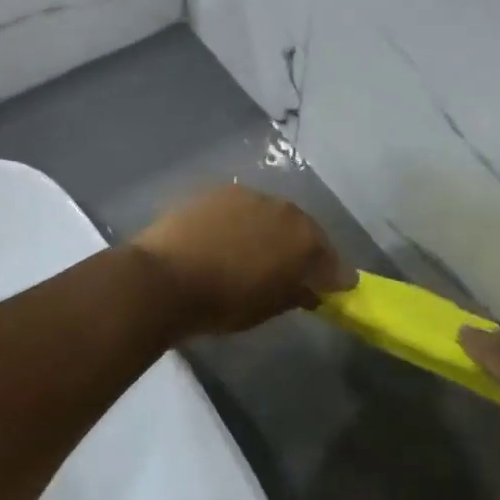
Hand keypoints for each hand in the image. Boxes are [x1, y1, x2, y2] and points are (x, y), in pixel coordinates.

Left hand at [131, 187, 353, 336]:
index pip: (334, 263)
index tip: (333, 290)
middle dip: (305, 251)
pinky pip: (243, 208)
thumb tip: (310, 289)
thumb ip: (297, 294)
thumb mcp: (267, 309)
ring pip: (274, 215)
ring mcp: (252, 195)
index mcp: (306, 242)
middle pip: (306, 231)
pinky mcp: (220, 191)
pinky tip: (230, 238)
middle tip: (295, 271)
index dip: (335, 278)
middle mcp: (286, 211)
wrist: (164, 278)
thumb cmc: (222, 303)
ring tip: (258, 252)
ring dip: (274, 232)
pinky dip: (244, 222)